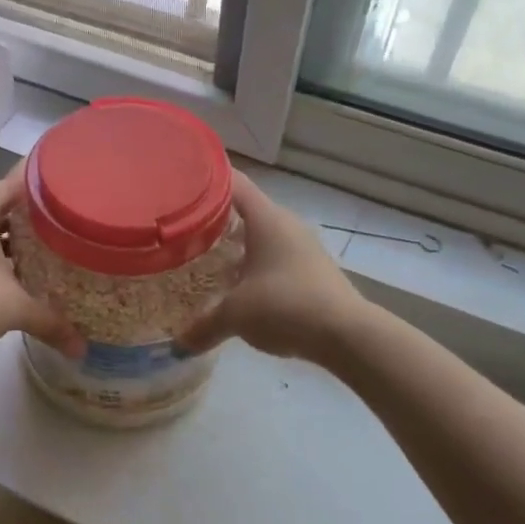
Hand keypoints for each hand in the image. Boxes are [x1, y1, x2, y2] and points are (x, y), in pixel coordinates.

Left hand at [0, 169, 81, 364]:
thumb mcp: (17, 310)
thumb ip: (52, 322)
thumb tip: (82, 349)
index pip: (15, 185)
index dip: (41, 186)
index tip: (66, 188)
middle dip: (28, 219)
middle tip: (61, 227)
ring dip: (6, 242)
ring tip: (40, 253)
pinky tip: (7, 277)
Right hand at [181, 172, 367, 364]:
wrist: (345, 334)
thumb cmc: (285, 307)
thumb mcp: (235, 316)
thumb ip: (203, 325)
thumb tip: (180, 344)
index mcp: (266, 219)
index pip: (232, 183)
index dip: (206, 180)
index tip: (179, 186)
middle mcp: (286, 225)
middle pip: (244, 210)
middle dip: (214, 220)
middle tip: (183, 231)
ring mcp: (302, 248)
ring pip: (260, 237)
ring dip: (234, 247)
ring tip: (203, 261)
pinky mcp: (312, 271)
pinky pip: (273, 259)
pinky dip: (253, 266)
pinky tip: (237, 288)